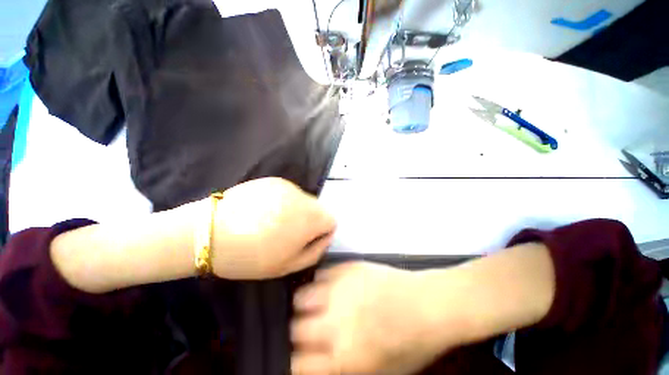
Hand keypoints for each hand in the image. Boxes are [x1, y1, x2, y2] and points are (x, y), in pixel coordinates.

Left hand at [211, 178, 335, 279]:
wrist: (210, 232)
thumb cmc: (251, 256)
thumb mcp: (289, 265)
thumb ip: (316, 250)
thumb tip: (326, 236)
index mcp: (310, 217)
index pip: (331, 219)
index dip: (322, 232)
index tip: (305, 241)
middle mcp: (303, 196)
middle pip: (318, 208)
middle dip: (310, 221)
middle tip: (288, 234)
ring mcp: (287, 185)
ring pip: (303, 200)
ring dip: (296, 211)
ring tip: (272, 223)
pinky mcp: (272, 180)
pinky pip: (288, 193)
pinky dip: (283, 202)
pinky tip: (263, 212)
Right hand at [291, 262, 460, 374]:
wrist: (430, 304)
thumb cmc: (413, 344)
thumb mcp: (380, 372)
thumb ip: (343, 368)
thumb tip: (317, 361)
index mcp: (346, 357)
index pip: (298, 364)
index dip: (295, 362)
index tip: (300, 356)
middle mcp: (337, 322)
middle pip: (294, 328)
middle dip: (298, 332)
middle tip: (312, 330)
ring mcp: (342, 288)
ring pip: (301, 296)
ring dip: (305, 304)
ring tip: (317, 306)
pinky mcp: (349, 267)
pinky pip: (320, 273)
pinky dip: (321, 282)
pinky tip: (332, 287)